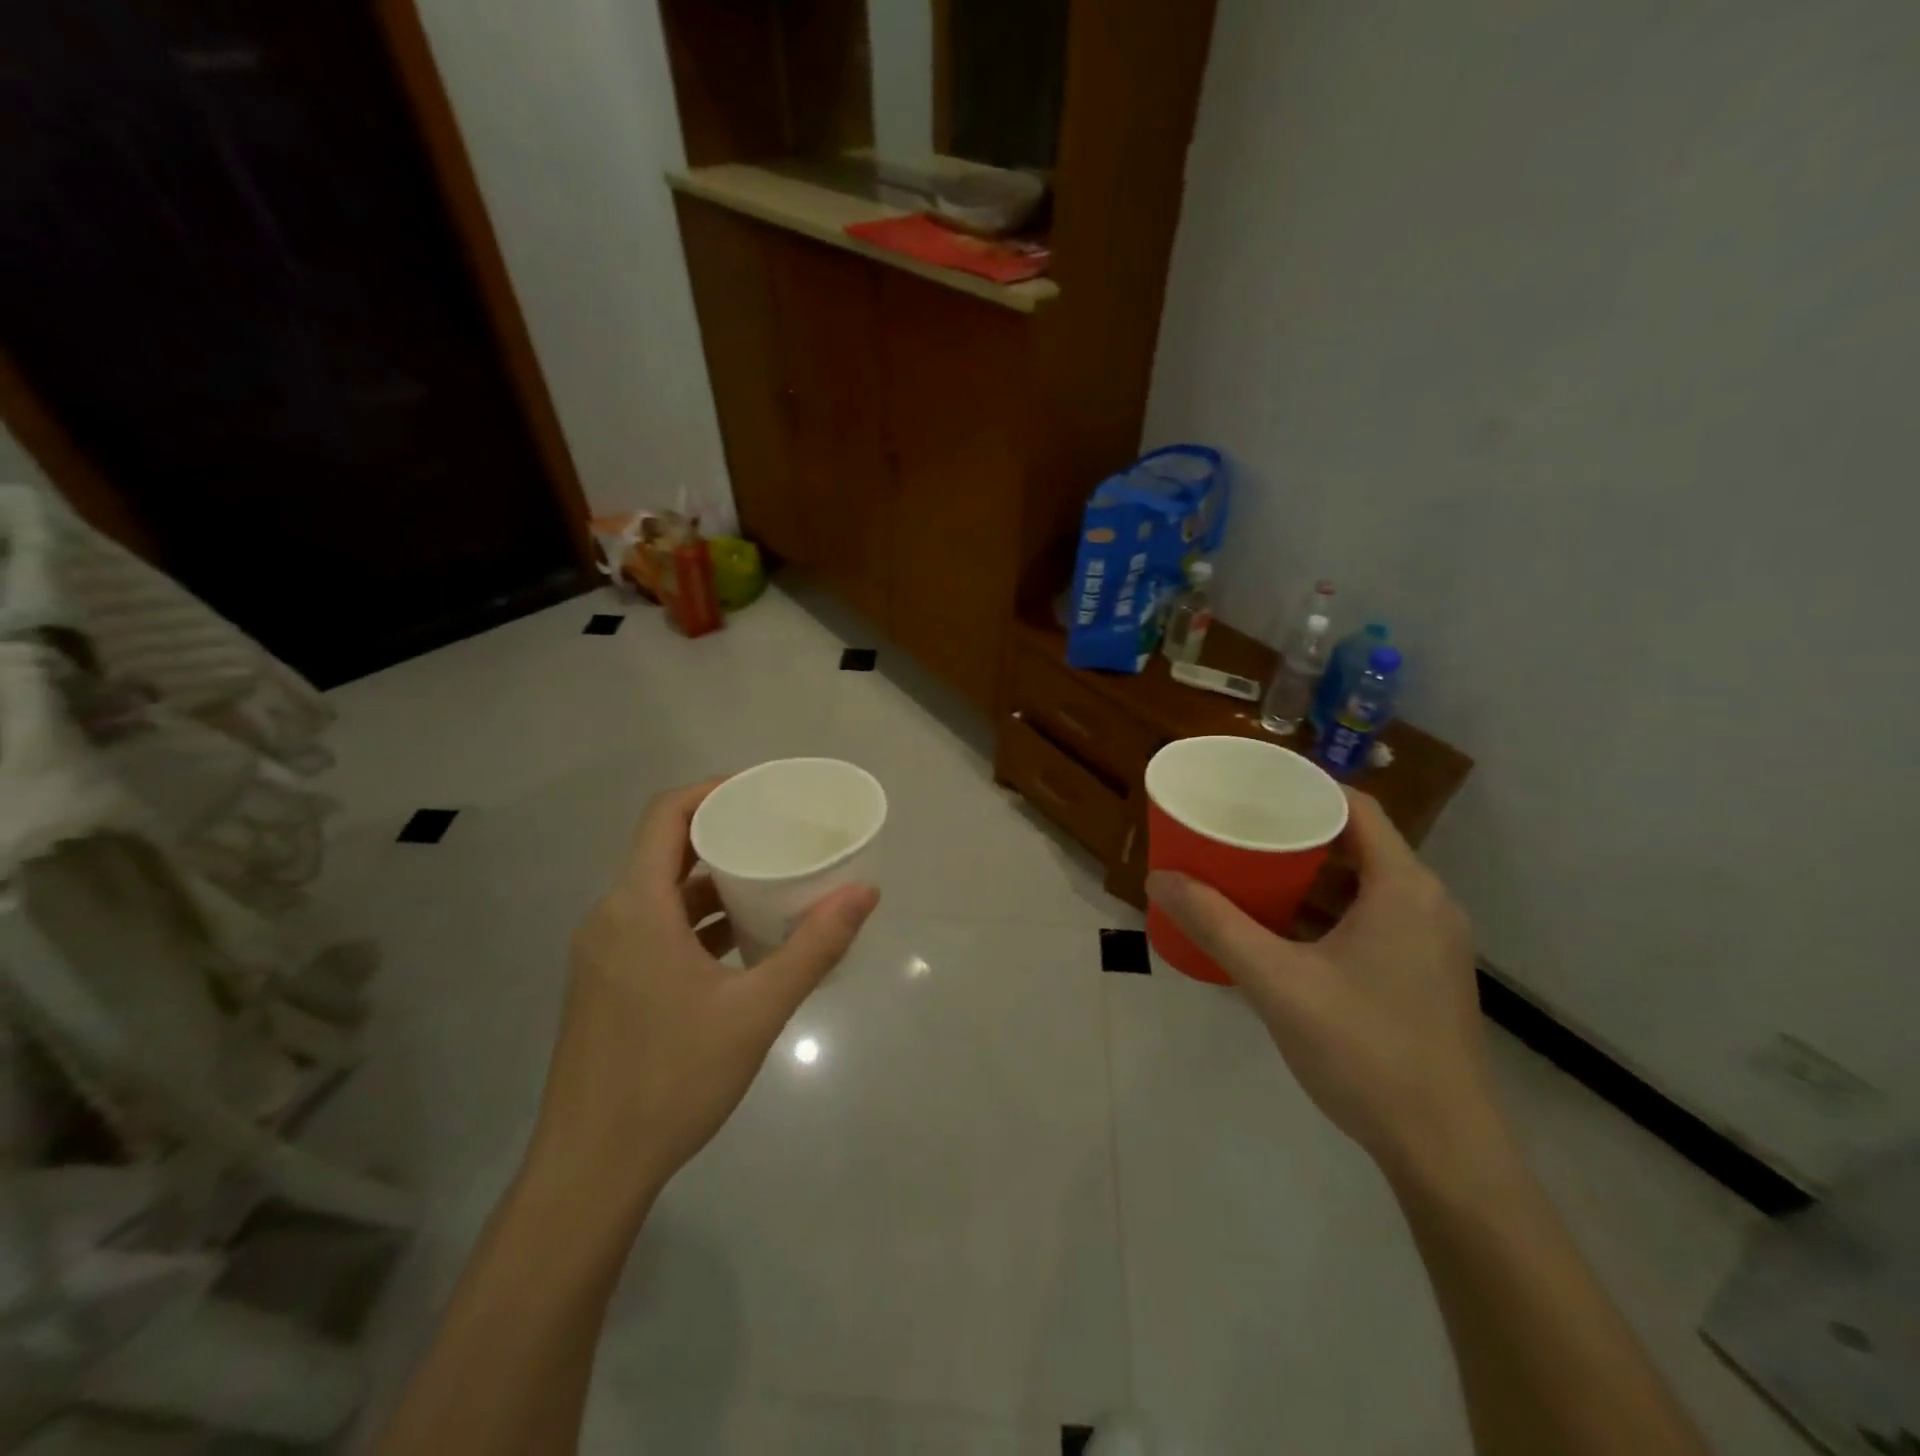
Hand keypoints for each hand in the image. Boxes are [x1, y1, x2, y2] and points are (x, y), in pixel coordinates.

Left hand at [526, 778, 879, 1205]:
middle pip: (665, 850)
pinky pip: (653, 927)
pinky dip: (694, 919)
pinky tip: (739, 942)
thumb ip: (814, 947)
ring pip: (659, 892)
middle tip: (779, 832)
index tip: (762, 791)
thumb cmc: (672, 1079)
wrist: (591, 1172)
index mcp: (636, 908)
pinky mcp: (606, 985)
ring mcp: (602, 954)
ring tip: (769, 881)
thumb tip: (865, 892)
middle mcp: (610, 918)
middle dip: (722, 834)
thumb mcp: (757, 1010)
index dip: (713, 791)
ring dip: (711, 881)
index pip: (666, 815)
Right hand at [1146, 790, 1505, 1184]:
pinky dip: (1328, 908)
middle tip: (1238, 828)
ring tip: (1249, 870)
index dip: (1303, 788)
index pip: (1355, 807)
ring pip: (1364, 882)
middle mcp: (1427, 902)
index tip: (1251, 787)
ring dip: (1310, 873)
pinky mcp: (1425, 973)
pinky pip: (1372, 916)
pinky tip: (1284, 929)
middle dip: (1296, 831)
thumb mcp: (1277, 982)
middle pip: (1357, 842)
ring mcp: (1431, 941)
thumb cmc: (1364, 1051)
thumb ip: (1216, 925)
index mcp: (1403, 887)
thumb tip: (1160, 877)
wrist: (1445, 1152)